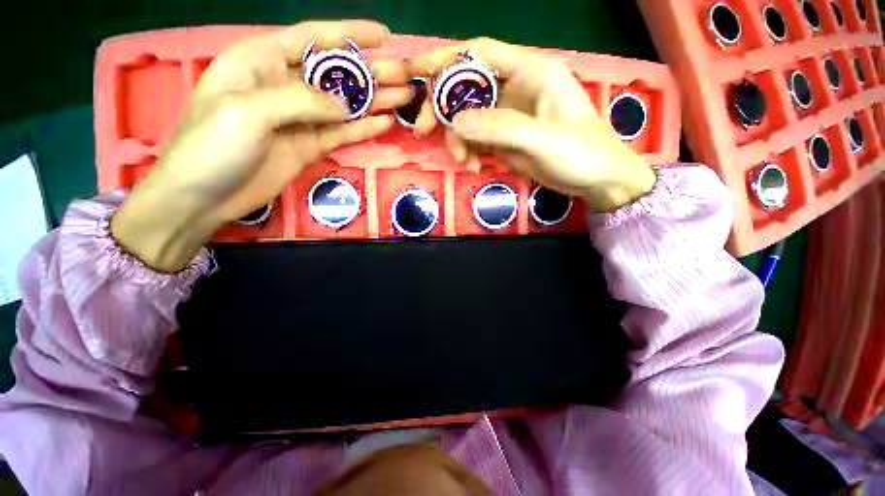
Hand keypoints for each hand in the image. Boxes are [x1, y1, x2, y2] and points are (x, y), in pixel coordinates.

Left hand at [112, 20, 411, 272]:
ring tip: (404, 98)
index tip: (382, 36)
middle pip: (335, 74)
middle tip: (404, 76)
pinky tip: (385, 124)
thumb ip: (300, 101)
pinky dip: (363, 129)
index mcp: (262, 61)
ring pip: (344, 106)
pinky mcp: (309, 145)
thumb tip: (345, 105)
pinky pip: (341, 134)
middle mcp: (284, 85)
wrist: (203, 196)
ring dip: (374, 102)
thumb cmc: (212, 145)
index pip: (312, 38)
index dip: (349, 34)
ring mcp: (299, 119)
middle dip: (371, 73)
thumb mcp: (248, 110)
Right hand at [409, 38, 655, 212]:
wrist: (594, 178)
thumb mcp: (540, 138)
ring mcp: (508, 115)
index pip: (479, 53)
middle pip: (466, 86)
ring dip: (457, 138)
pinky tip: (473, 166)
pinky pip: (475, 138)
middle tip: (422, 129)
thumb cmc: (579, 152)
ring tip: (462, 160)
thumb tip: (456, 122)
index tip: (416, 73)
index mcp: (529, 72)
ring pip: (467, 118)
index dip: (445, 59)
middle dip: (442, 107)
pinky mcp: (504, 137)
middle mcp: (514, 88)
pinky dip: (468, 151)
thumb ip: (499, 127)